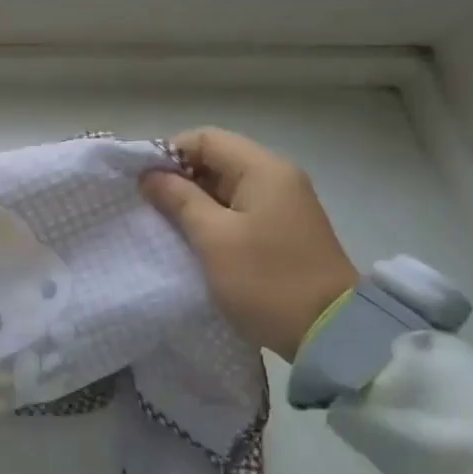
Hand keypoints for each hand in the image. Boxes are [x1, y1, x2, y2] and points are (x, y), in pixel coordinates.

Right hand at [140, 127, 356, 361]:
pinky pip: (238, 210)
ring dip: (193, 201)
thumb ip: (178, 199)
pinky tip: (193, 239)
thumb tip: (150, 175)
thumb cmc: (266, 280)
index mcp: (263, 169)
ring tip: (165, 224)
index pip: (205, 139)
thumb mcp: (213, 238)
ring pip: (225, 187)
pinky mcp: (282, 231)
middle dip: (179, 178)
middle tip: (148, 205)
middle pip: (217, 159)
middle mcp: (277, 178)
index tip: (142, 181)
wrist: (330, 334)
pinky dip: (212, 218)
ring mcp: (283, 205)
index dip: (169, 153)